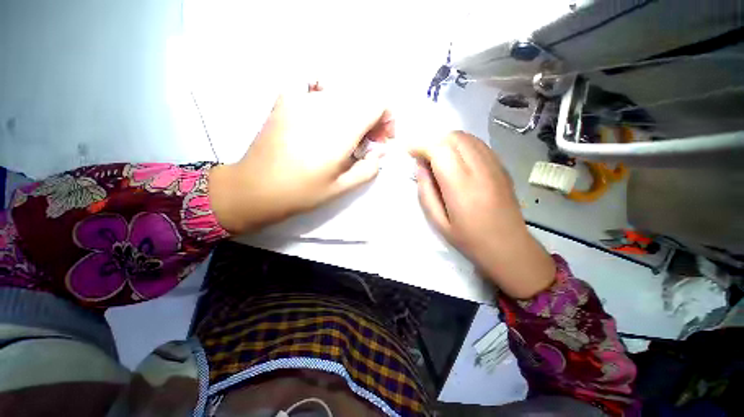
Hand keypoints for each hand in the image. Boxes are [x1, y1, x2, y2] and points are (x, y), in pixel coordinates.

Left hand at [209, 84, 392, 233]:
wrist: (256, 188)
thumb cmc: (302, 192)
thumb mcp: (341, 187)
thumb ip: (369, 169)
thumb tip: (381, 153)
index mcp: (340, 130)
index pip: (378, 103)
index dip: (386, 119)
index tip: (381, 139)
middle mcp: (324, 106)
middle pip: (362, 96)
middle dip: (371, 117)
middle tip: (366, 141)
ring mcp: (302, 98)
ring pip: (342, 92)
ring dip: (352, 111)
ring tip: (345, 134)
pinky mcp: (286, 98)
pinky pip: (315, 84)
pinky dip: (328, 95)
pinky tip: (323, 113)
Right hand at [411, 131, 554, 298]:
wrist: (509, 246)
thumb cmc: (469, 239)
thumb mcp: (438, 221)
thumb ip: (426, 191)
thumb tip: (420, 166)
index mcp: (461, 186)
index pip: (439, 150)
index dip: (421, 145)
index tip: (409, 150)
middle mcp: (480, 170)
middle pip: (453, 138)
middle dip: (433, 141)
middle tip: (423, 157)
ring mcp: (494, 165)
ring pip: (466, 137)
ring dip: (446, 141)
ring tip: (437, 158)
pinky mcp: (501, 166)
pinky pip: (478, 144)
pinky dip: (461, 145)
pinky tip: (455, 160)